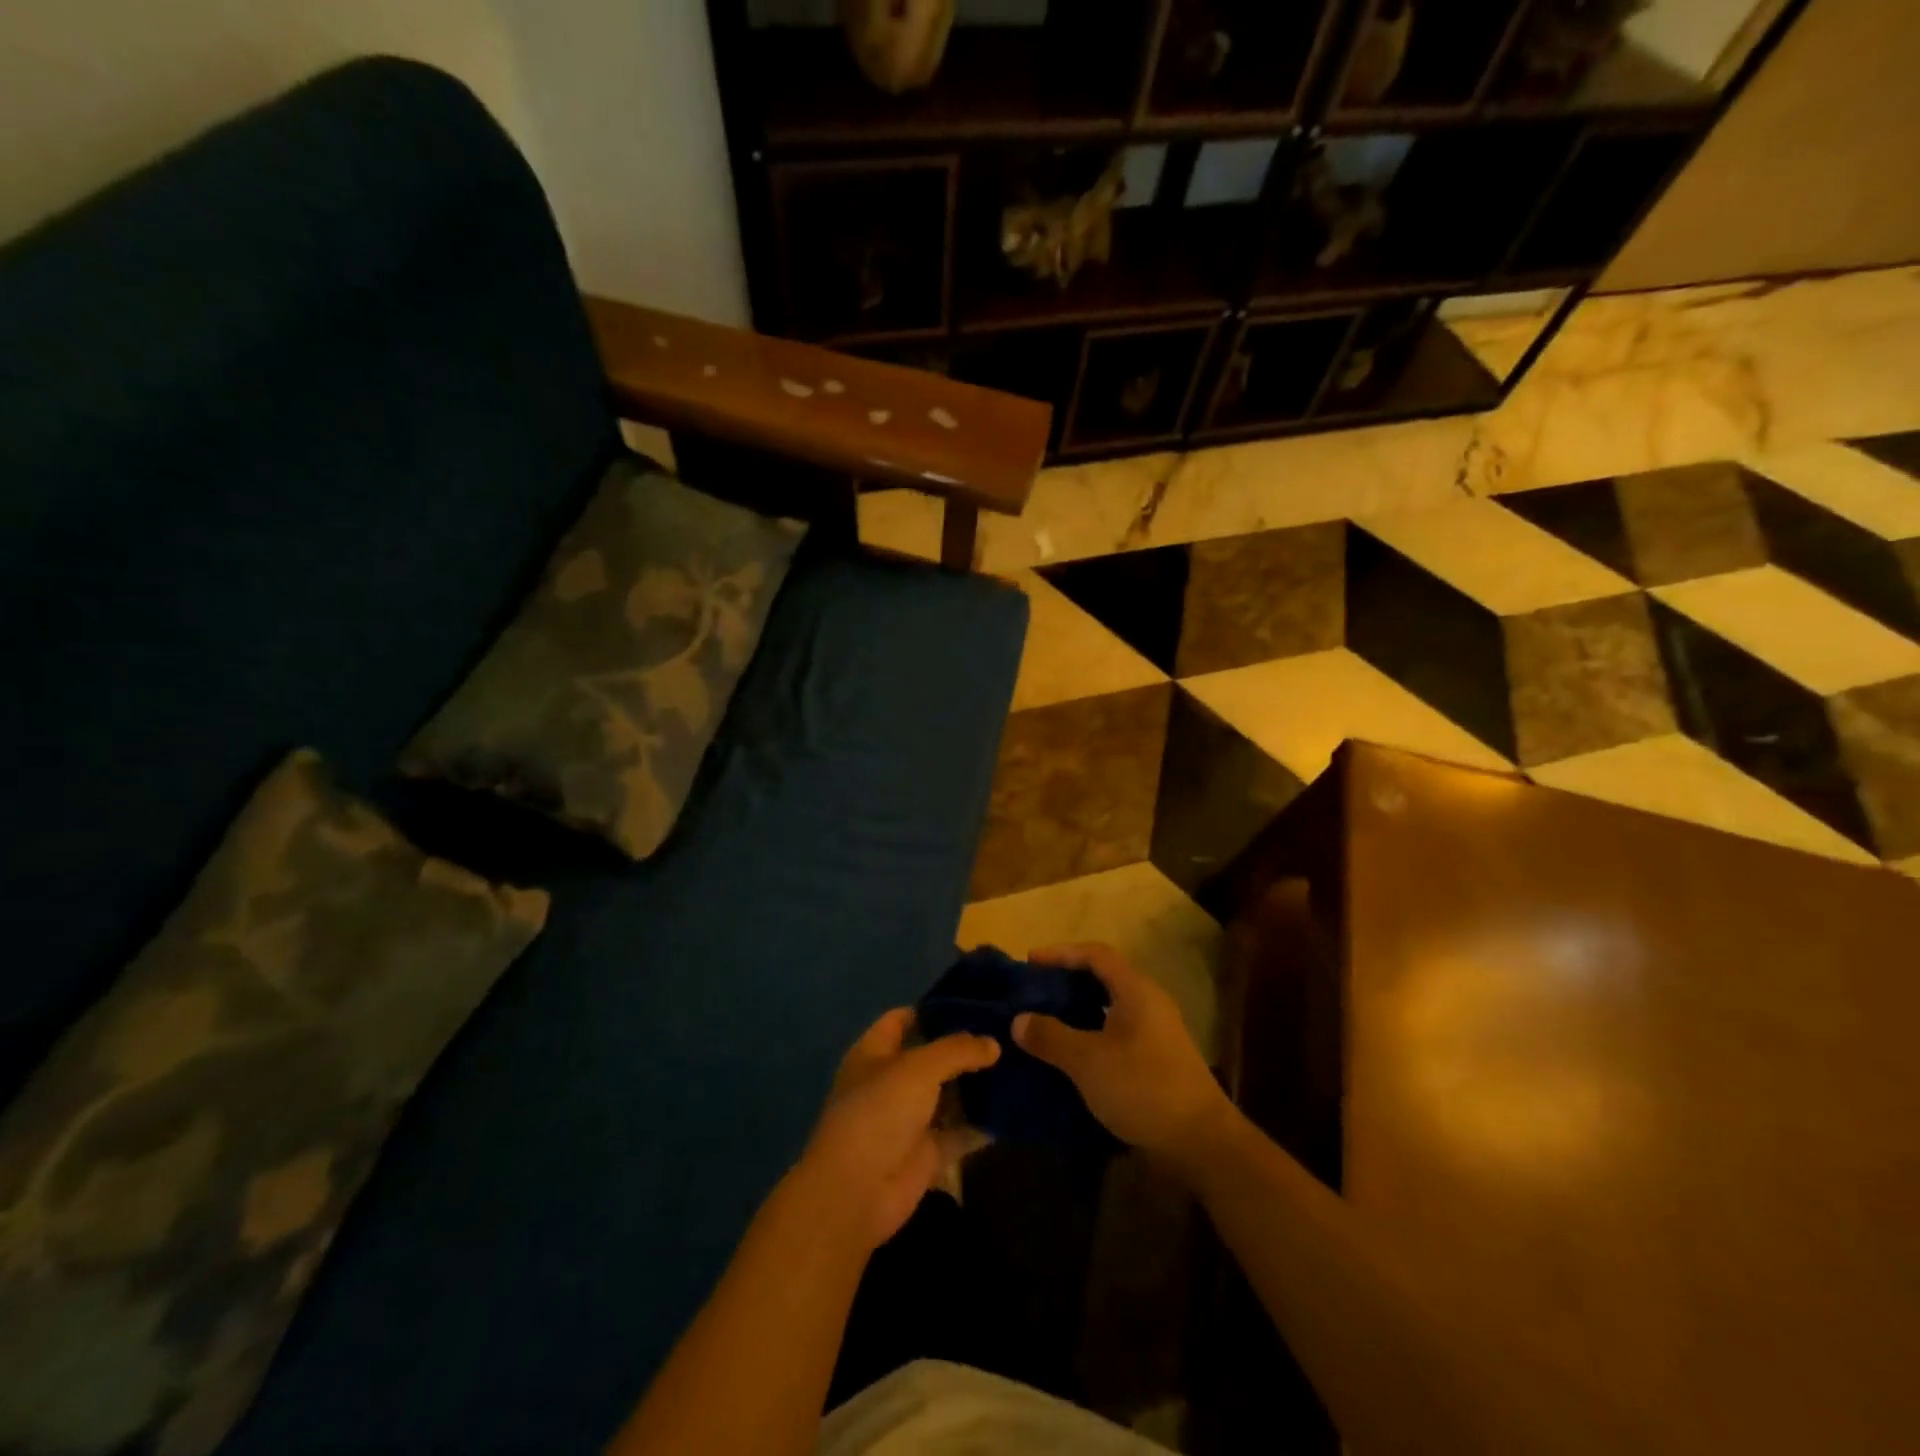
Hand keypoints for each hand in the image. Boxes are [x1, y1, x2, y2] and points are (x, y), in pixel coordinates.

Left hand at [795, 1010, 999, 1251]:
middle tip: (1007, 1034)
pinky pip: (959, 1132)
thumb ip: (958, 1050)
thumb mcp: (919, 1067)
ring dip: (977, 1085)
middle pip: (931, 1058)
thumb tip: (994, 1044)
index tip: (973, 1002)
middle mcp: (891, 1082)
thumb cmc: (880, 1111)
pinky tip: (1014, 1110)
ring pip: (948, 1095)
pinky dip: (981, 1124)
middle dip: (964, 1048)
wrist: (858, 1191)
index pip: (902, 1019)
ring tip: (1018, 1065)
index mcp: (875, 1052)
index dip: (933, 1009)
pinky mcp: (926, 1152)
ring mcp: (908, 1119)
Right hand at [1014, 943, 1234, 1165]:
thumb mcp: (1087, 1061)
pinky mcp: (1158, 1059)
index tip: (1030, 961)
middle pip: (1104, 977)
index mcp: (1136, 990)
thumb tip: (1019, 1020)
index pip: (1095, 954)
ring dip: (1079, 1009)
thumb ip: (1050, 1036)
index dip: (1061, 953)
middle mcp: (1149, 1002)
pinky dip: (1091, 1033)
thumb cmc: (1142, 1088)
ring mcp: (1157, 1032)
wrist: (1201, 1142)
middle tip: (1035, 991)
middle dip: (1068, 980)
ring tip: (1046, 1020)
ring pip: (1110, 1006)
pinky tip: (1072, 1054)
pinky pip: (1117, 1031)